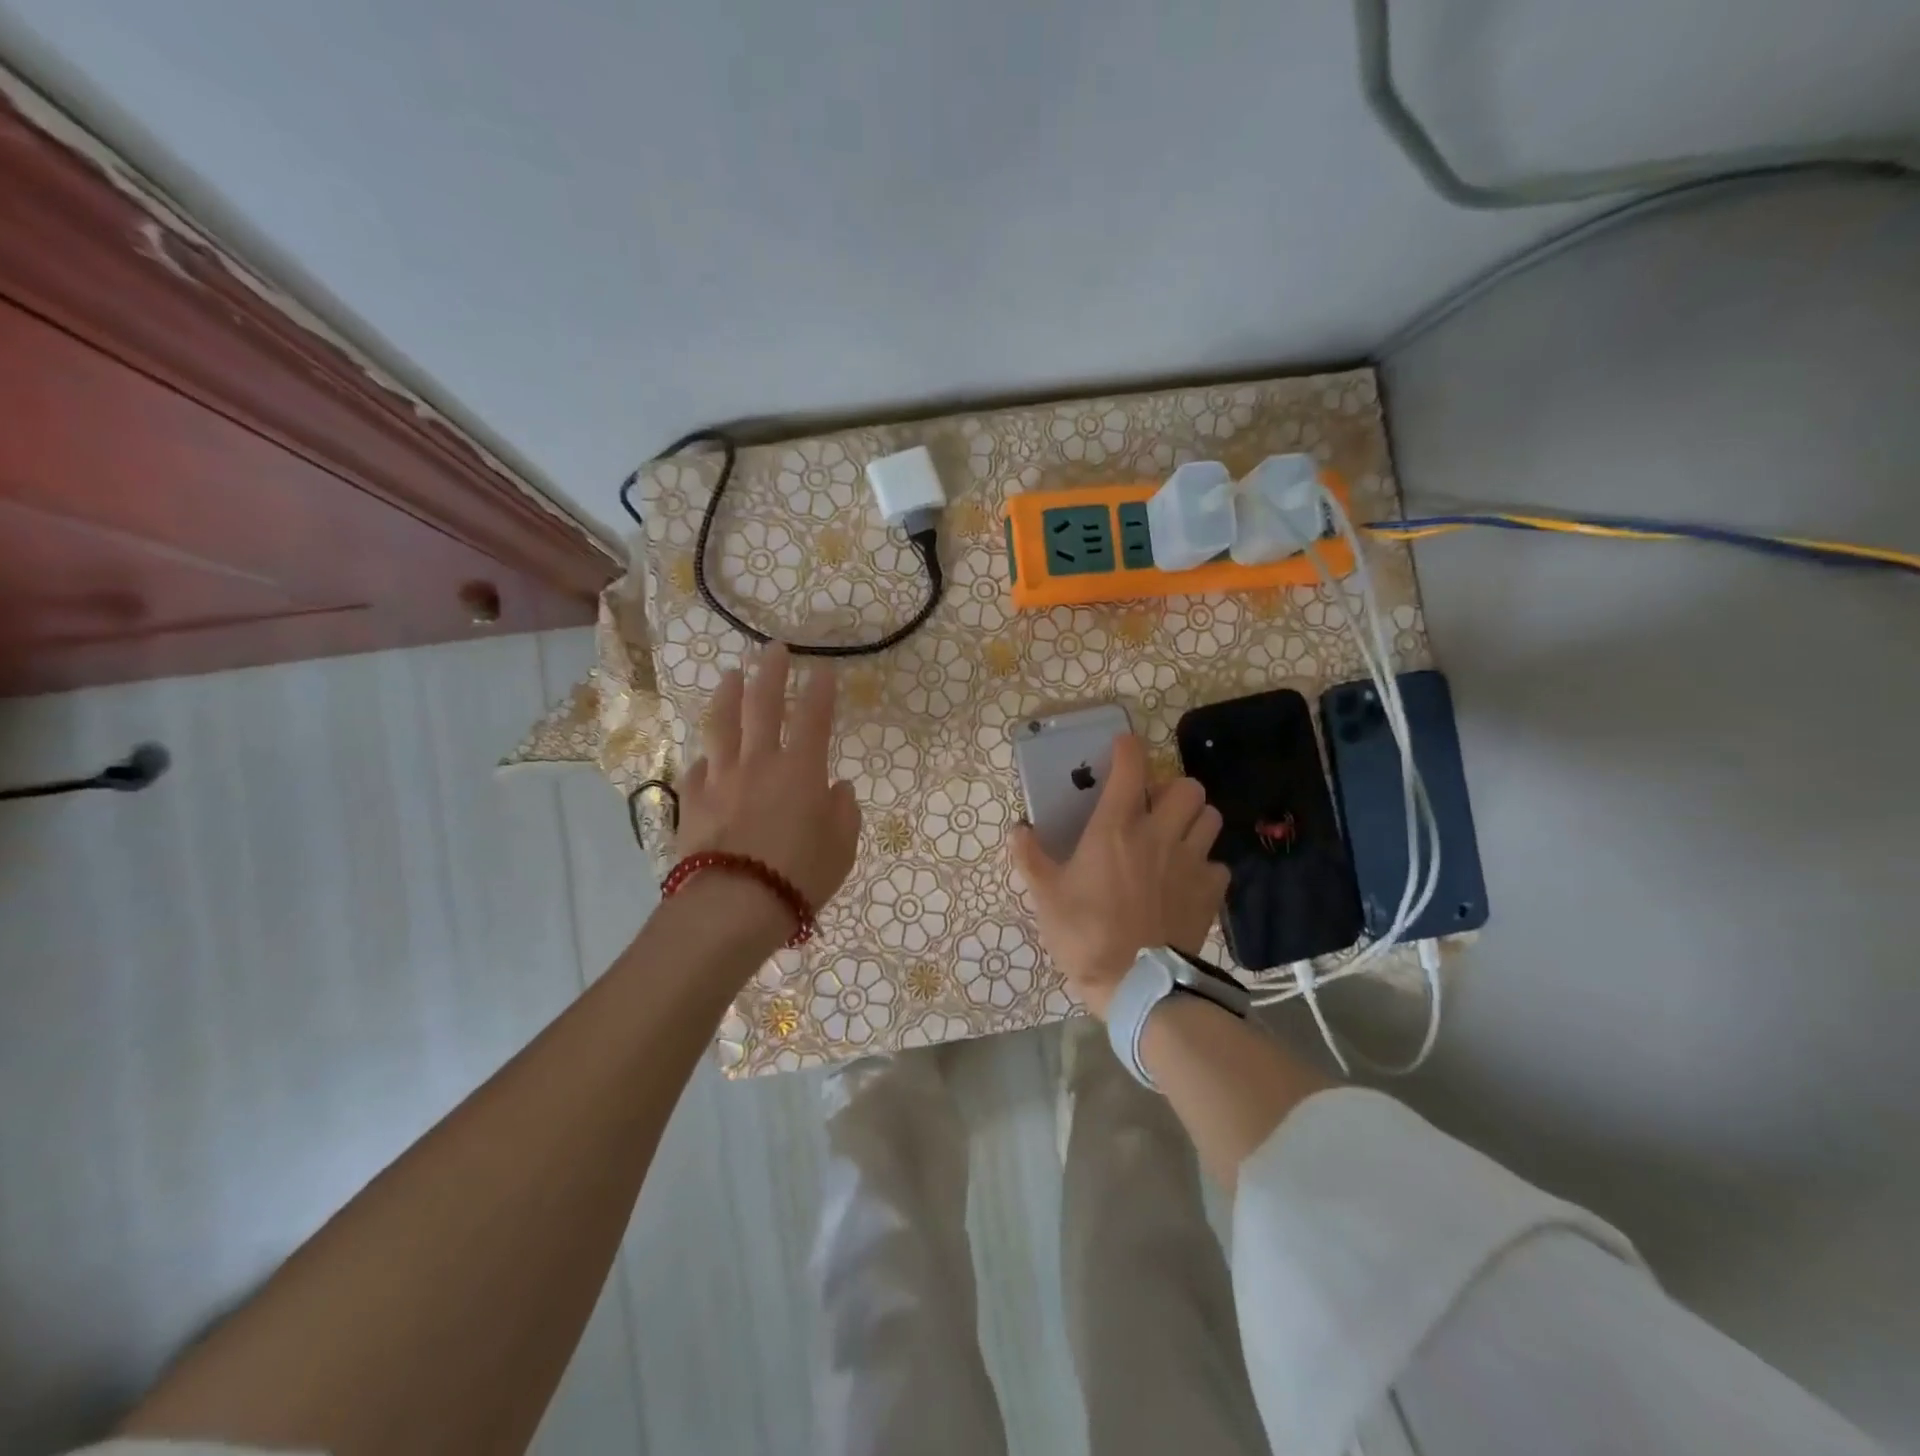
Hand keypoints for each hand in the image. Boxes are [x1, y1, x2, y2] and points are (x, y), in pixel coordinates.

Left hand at [675, 645, 862, 933]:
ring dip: (728, 695)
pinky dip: (706, 756)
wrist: (733, 905)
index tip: (822, 669)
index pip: (814, 718)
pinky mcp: (693, 800)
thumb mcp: (841, 849)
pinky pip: (698, 768)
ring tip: (732, 676)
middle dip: (771, 672)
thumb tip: (839, 788)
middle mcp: (760, 763)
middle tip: (773, 649)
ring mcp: (721, 778)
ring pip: (722, 725)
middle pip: (763, 705)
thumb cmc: (799, 877)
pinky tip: (707, 754)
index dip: (820, 691)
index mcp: (802, 770)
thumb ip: (843, 813)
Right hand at [1009, 733, 1229, 1019]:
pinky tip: (1188, 879)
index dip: (1128, 749)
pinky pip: (1218, 863)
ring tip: (1176, 836)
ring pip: (1210, 817)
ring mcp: (1190, 862)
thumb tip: (1018, 829)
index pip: (1131, 768)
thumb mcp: (1046, 896)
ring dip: (1194, 819)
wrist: (1137, 984)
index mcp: (1116, 828)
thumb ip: (1030, 858)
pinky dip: (1206, 864)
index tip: (1122, 747)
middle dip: (1172, 789)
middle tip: (1154, 807)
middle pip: (1187, 786)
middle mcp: (1159, 834)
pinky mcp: (1210, 891)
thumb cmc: (1085, 934)